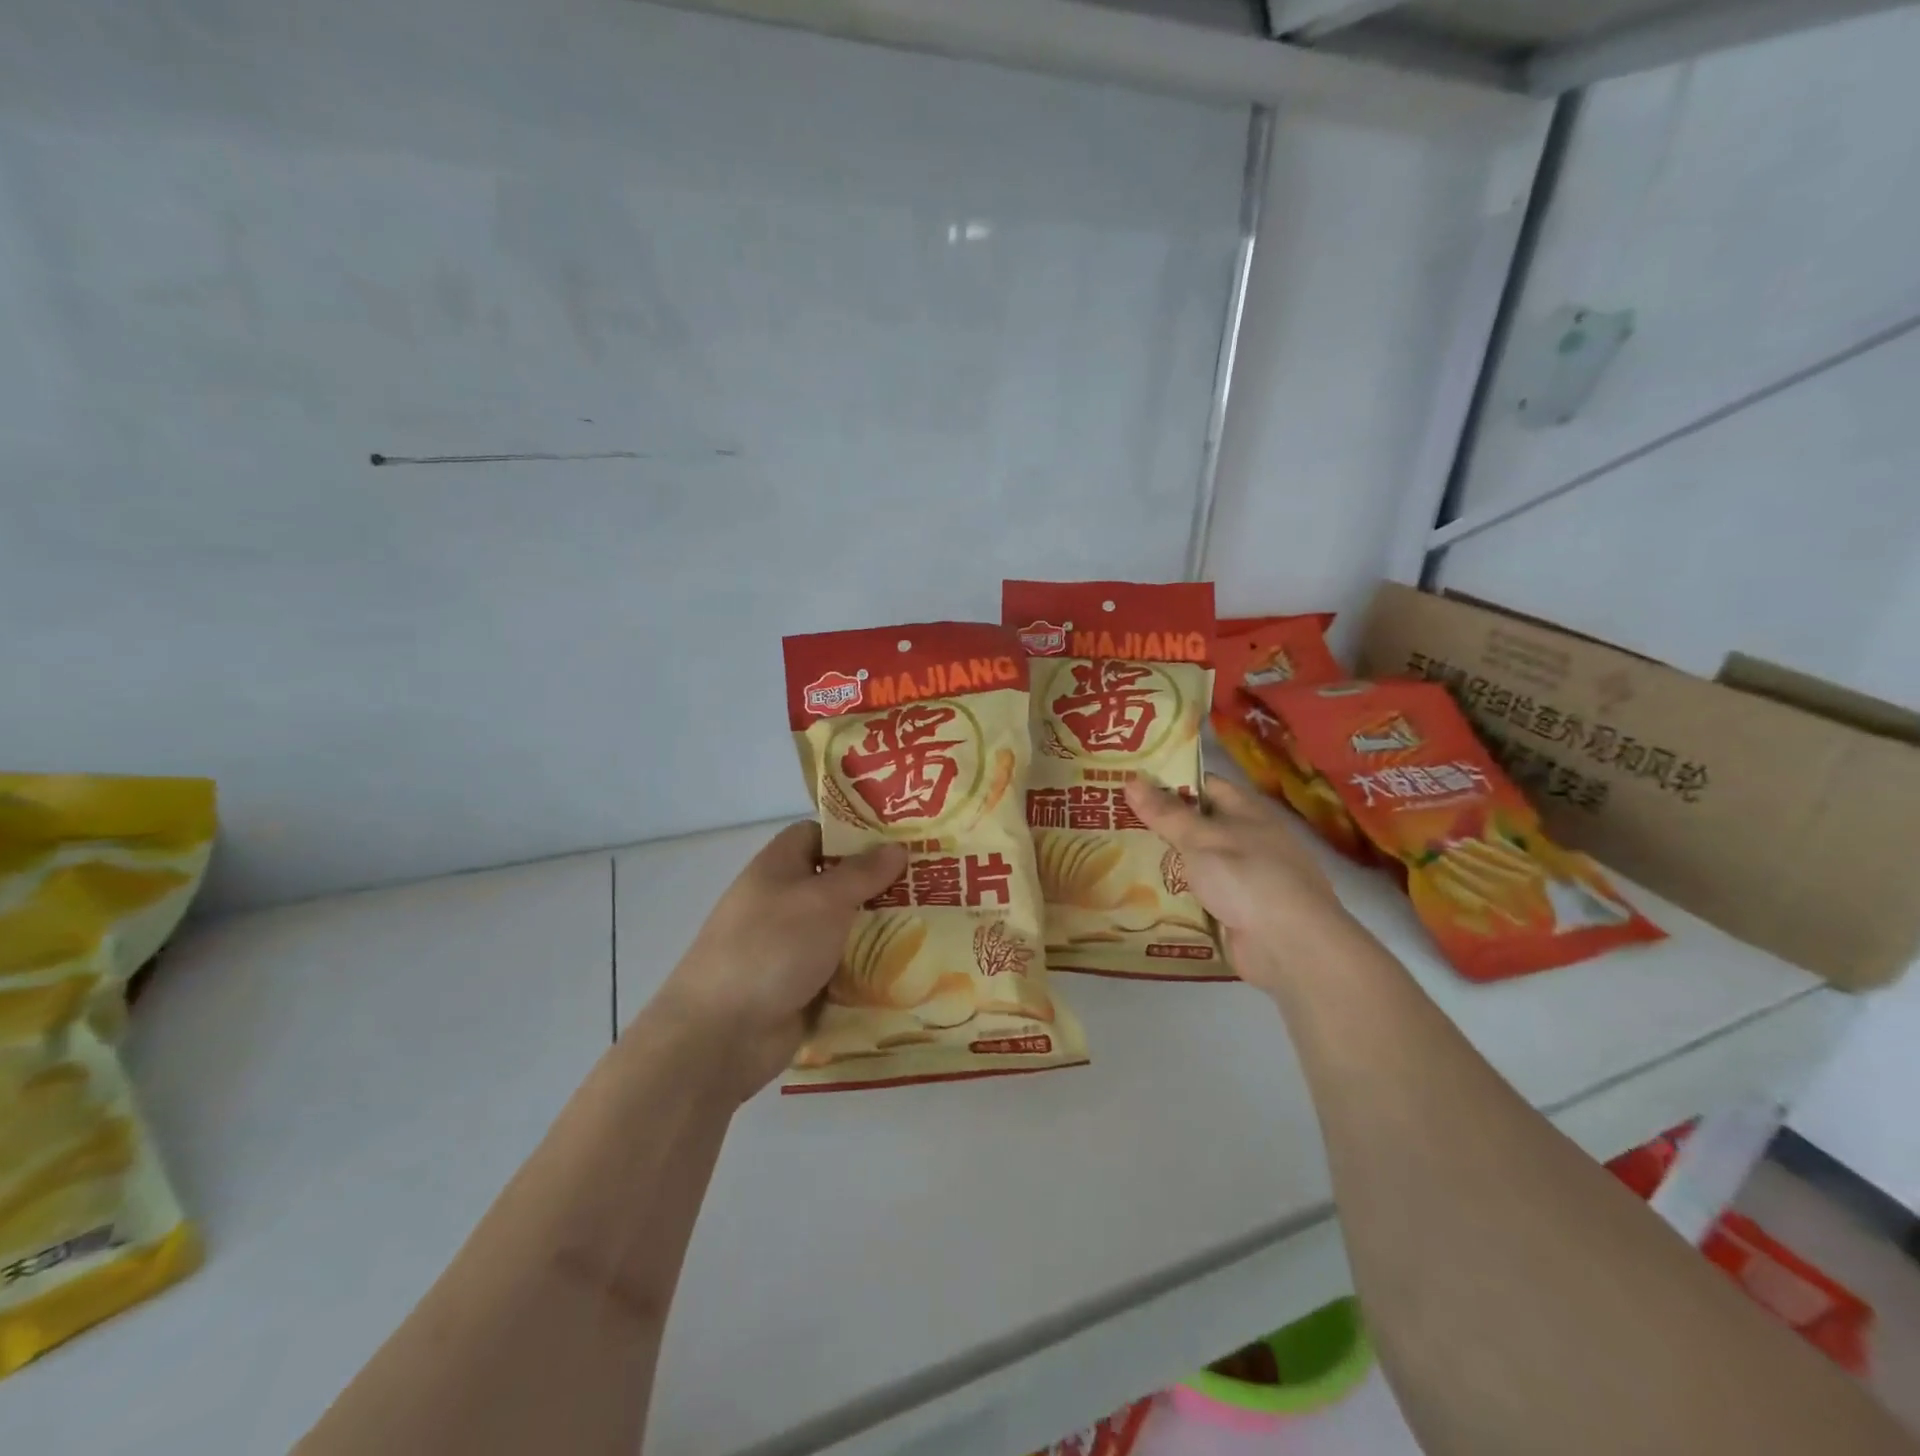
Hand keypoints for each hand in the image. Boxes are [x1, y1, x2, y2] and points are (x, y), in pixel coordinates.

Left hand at [649, 823, 906, 1097]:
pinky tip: (914, 967)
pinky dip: (871, 970)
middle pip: (838, 883)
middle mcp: (785, 902)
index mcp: (779, 868)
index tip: (900, 841)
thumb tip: (896, 847)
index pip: (818, 835)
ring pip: (846, 929)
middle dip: (881, 885)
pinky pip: (845, 969)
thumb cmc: (771, 948)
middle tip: (933, 883)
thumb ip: (862, 873)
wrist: (721, 1035)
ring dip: (882, 930)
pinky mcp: (804, 987)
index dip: (855, 834)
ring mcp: (793, 947)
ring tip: (936, 923)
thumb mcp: (822, 900)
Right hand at [1124, 774, 1355, 995]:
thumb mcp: (1200, 839)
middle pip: (1195, 825)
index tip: (1128, 783)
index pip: (1202, 785)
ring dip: (1161, 861)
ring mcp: (1240, 878)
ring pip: (1192, 862)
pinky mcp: (1233, 911)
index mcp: (1245, 811)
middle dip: (1156, 824)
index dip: (1167, 781)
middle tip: (1109, 820)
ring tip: (1113, 854)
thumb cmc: (1247, 877)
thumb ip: (1165, 813)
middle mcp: (1245, 840)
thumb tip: (1131, 780)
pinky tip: (1137, 893)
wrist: (1290, 946)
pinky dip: (1172, 894)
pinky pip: (1196, 895)